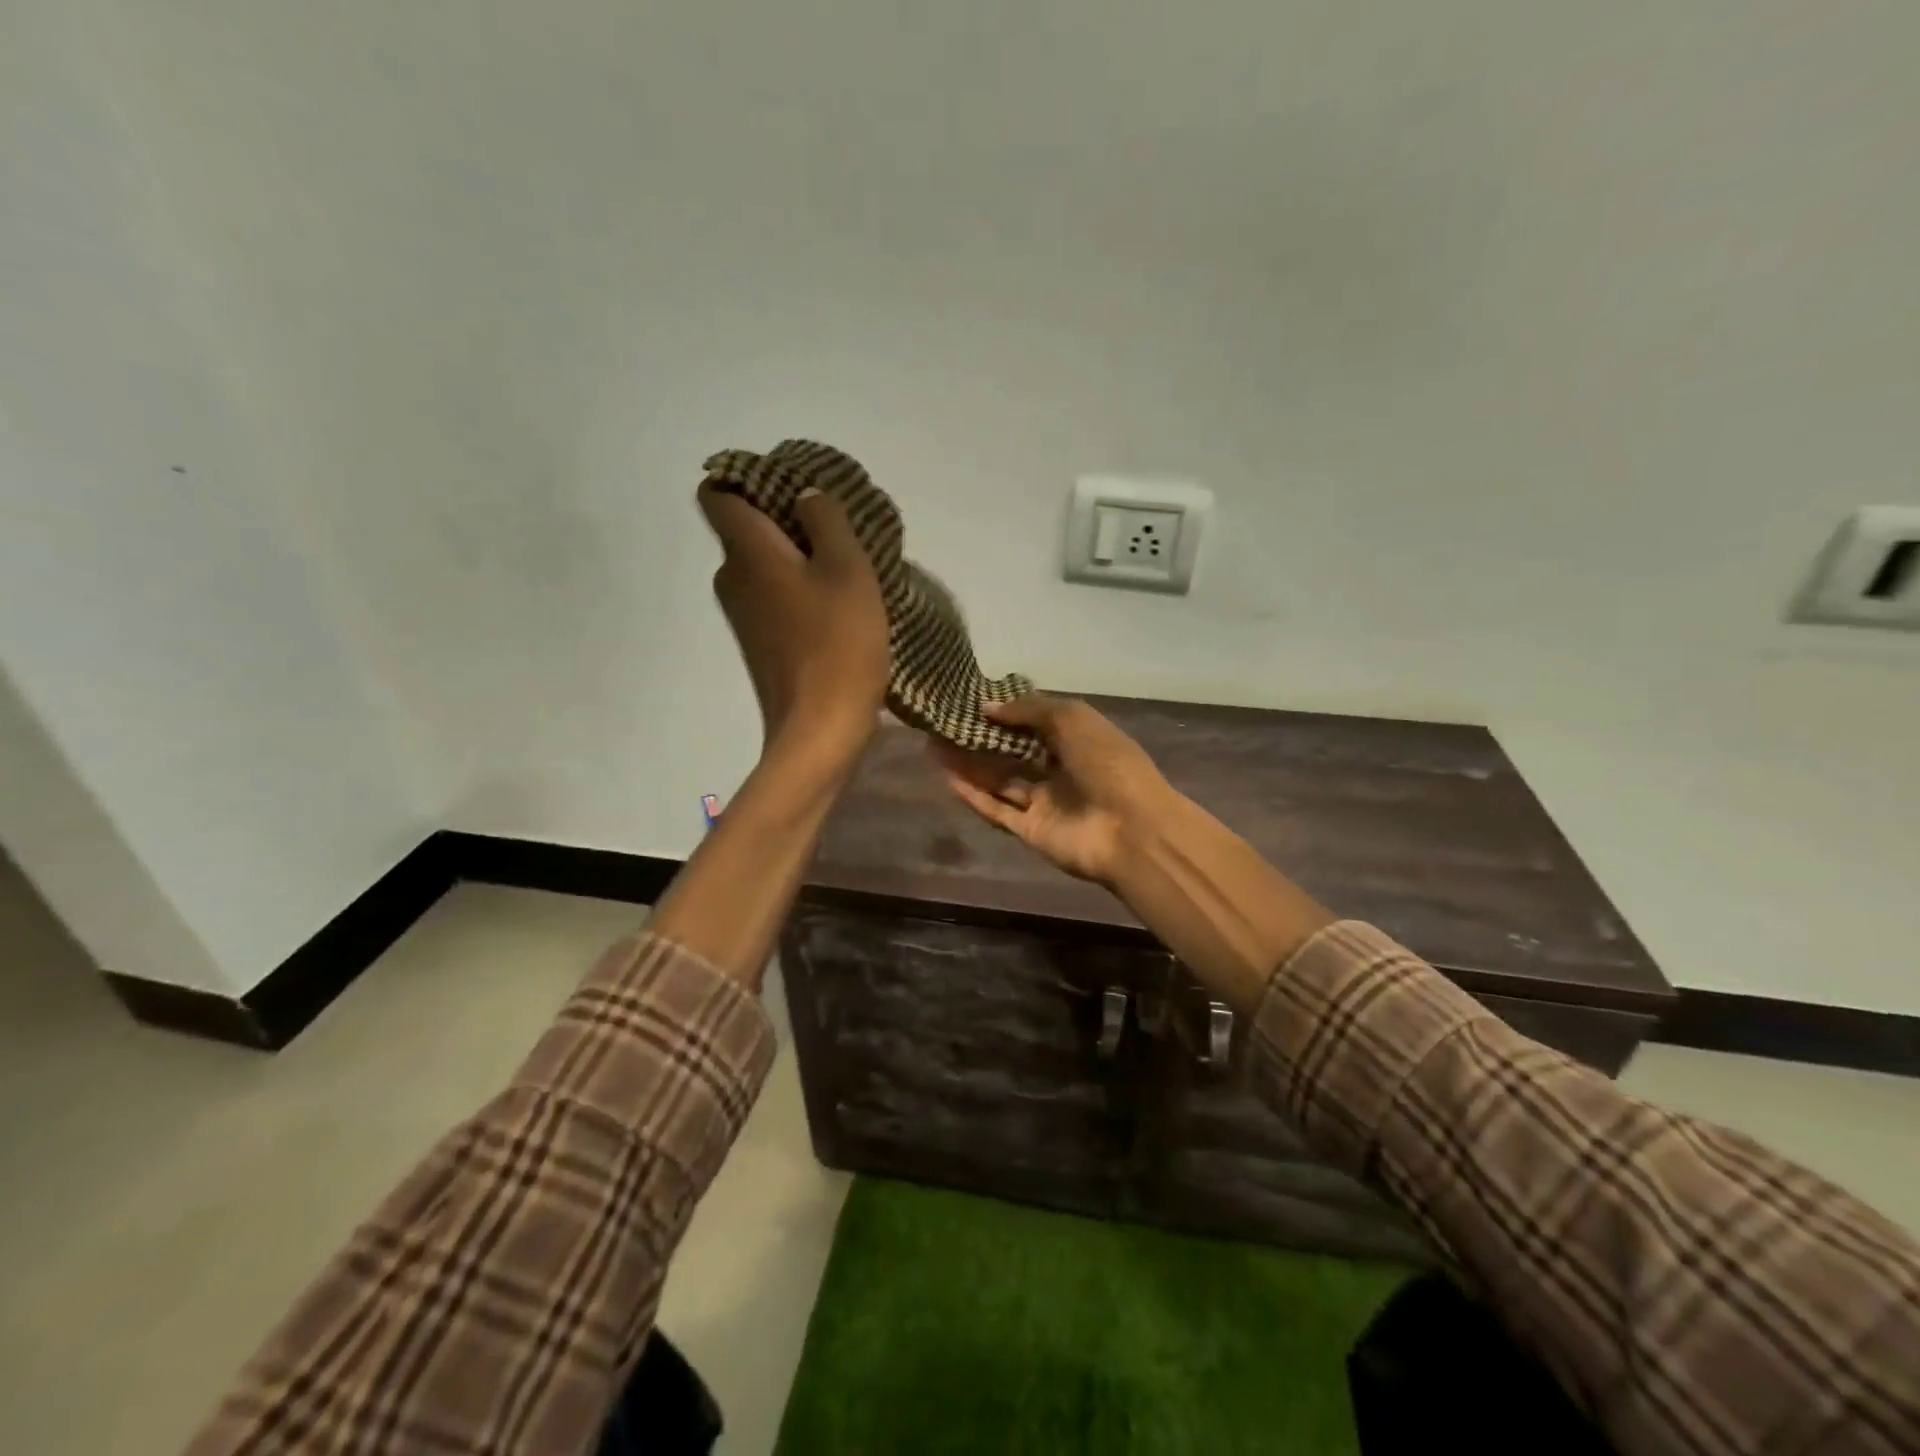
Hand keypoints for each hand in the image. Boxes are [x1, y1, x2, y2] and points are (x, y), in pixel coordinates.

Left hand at [698, 483, 888, 766]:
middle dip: (783, 520)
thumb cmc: (839, 644)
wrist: (820, 730)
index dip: (746, 480)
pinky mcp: (759, 646)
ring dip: (795, 559)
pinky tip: (834, 606)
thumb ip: (827, 521)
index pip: (717, 494)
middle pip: (744, 530)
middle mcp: (731, 579)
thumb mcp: (848, 570)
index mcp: (747, 552)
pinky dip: (796, 592)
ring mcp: (742, 617)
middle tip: (833, 528)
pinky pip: (772, 599)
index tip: (789, 487)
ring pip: (762, 567)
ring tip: (842, 567)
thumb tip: (805, 497)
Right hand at [930, 694, 1172, 885]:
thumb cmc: (1107, 763)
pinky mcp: (1030, 831)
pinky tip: (947, 777)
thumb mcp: (1072, 718)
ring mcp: (1044, 802)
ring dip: (969, 764)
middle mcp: (1059, 770)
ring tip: (933, 745)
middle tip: (942, 724)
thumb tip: (987, 707)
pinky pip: (997, 810)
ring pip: (1000, 780)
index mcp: (1077, 740)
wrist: (1132, 830)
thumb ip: (1028, 709)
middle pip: (1012, 752)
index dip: (1004, 712)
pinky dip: (973, 795)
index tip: (969, 701)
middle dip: (980, 738)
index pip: (1034, 723)